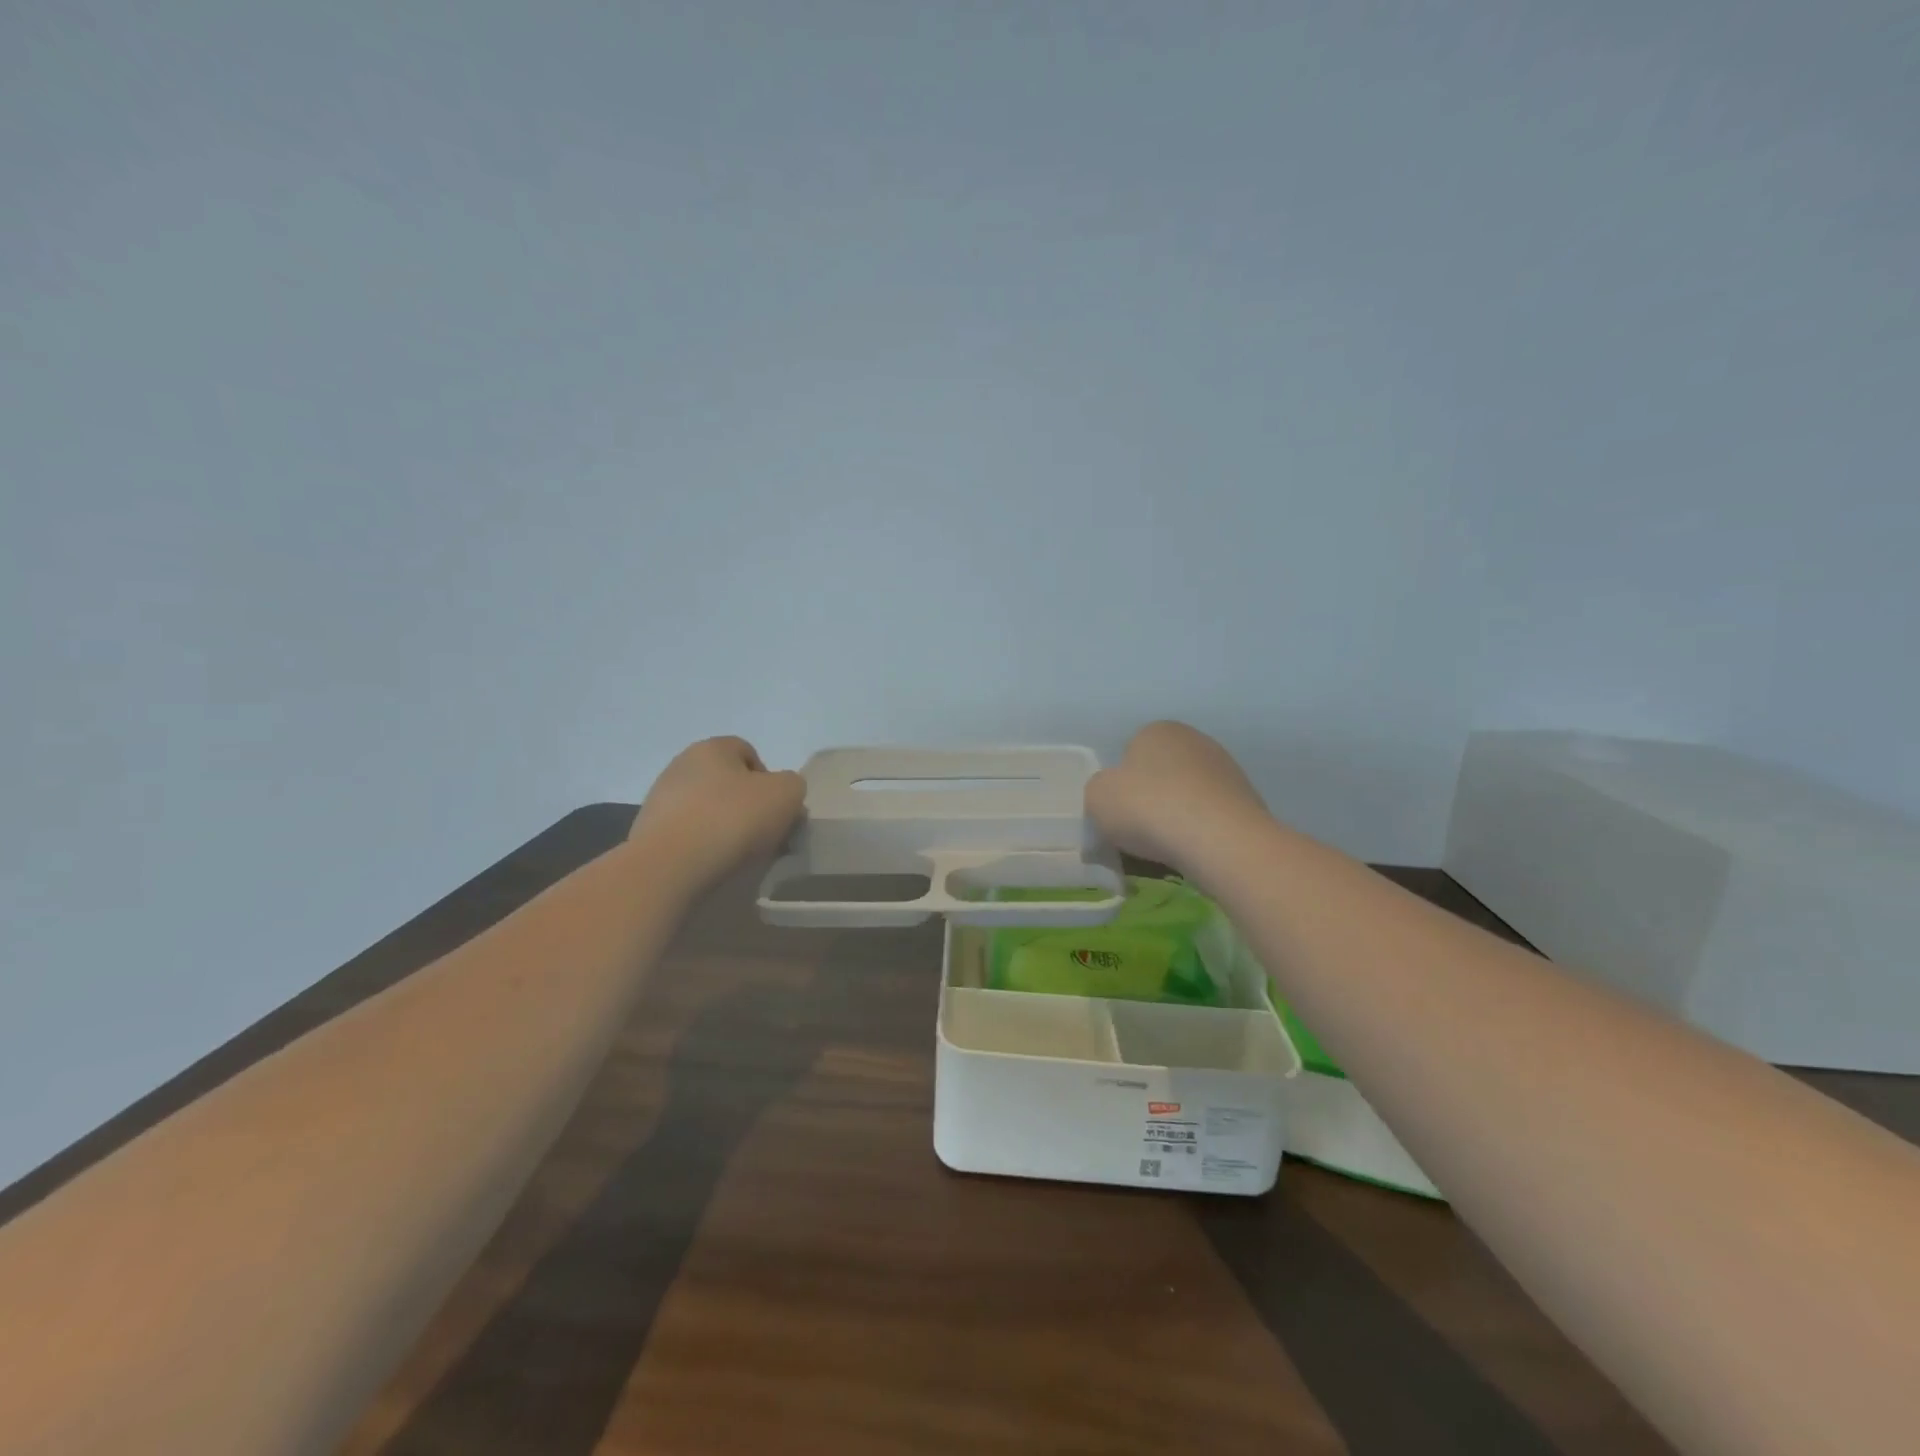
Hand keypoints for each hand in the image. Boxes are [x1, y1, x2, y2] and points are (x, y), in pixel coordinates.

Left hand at [631, 737, 805, 889]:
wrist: (670, 866)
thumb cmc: (733, 819)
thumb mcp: (787, 794)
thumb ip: (792, 786)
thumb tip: (781, 797)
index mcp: (713, 748)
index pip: (749, 753)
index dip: (770, 780)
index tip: (778, 810)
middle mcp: (682, 765)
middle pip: (727, 783)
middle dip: (748, 806)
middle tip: (764, 836)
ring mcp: (660, 799)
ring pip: (707, 810)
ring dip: (725, 827)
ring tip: (739, 856)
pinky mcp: (648, 832)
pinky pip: (687, 835)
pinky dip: (702, 847)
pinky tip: (712, 865)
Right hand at [1086, 722, 1268, 871]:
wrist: (1218, 839)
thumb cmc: (1148, 808)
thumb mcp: (1097, 797)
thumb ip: (1099, 790)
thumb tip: (1114, 795)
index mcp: (1157, 730)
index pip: (1130, 754)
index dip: (1120, 786)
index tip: (1118, 813)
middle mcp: (1194, 740)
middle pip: (1160, 774)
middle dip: (1150, 800)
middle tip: (1139, 832)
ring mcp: (1226, 769)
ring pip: (1186, 797)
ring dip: (1176, 817)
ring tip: (1166, 849)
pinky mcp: (1247, 800)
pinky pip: (1210, 817)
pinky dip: (1199, 833)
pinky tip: (1193, 853)